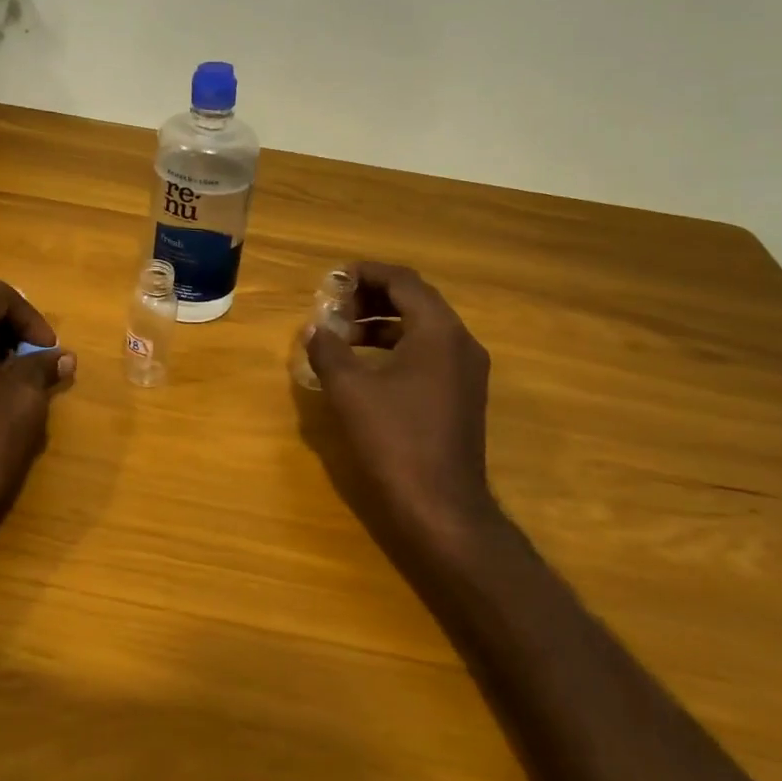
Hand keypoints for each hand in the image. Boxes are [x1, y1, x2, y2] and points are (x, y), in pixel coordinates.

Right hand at [302, 262, 501, 566]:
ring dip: (383, 324)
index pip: (404, 281)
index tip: (334, 279)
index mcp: (438, 331)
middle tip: (335, 307)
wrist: (441, 506)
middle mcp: (461, 342)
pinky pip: (429, 354)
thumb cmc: (394, 439)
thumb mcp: (350, 390)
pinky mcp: (463, 396)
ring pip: (423, 329)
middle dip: (373, 298)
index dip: (367, 274)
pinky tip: (367, 366)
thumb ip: (329, 350)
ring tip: (343, 335)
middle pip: (416, 301)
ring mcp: (467, 371)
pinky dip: (397, 348)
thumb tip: (314, 328)